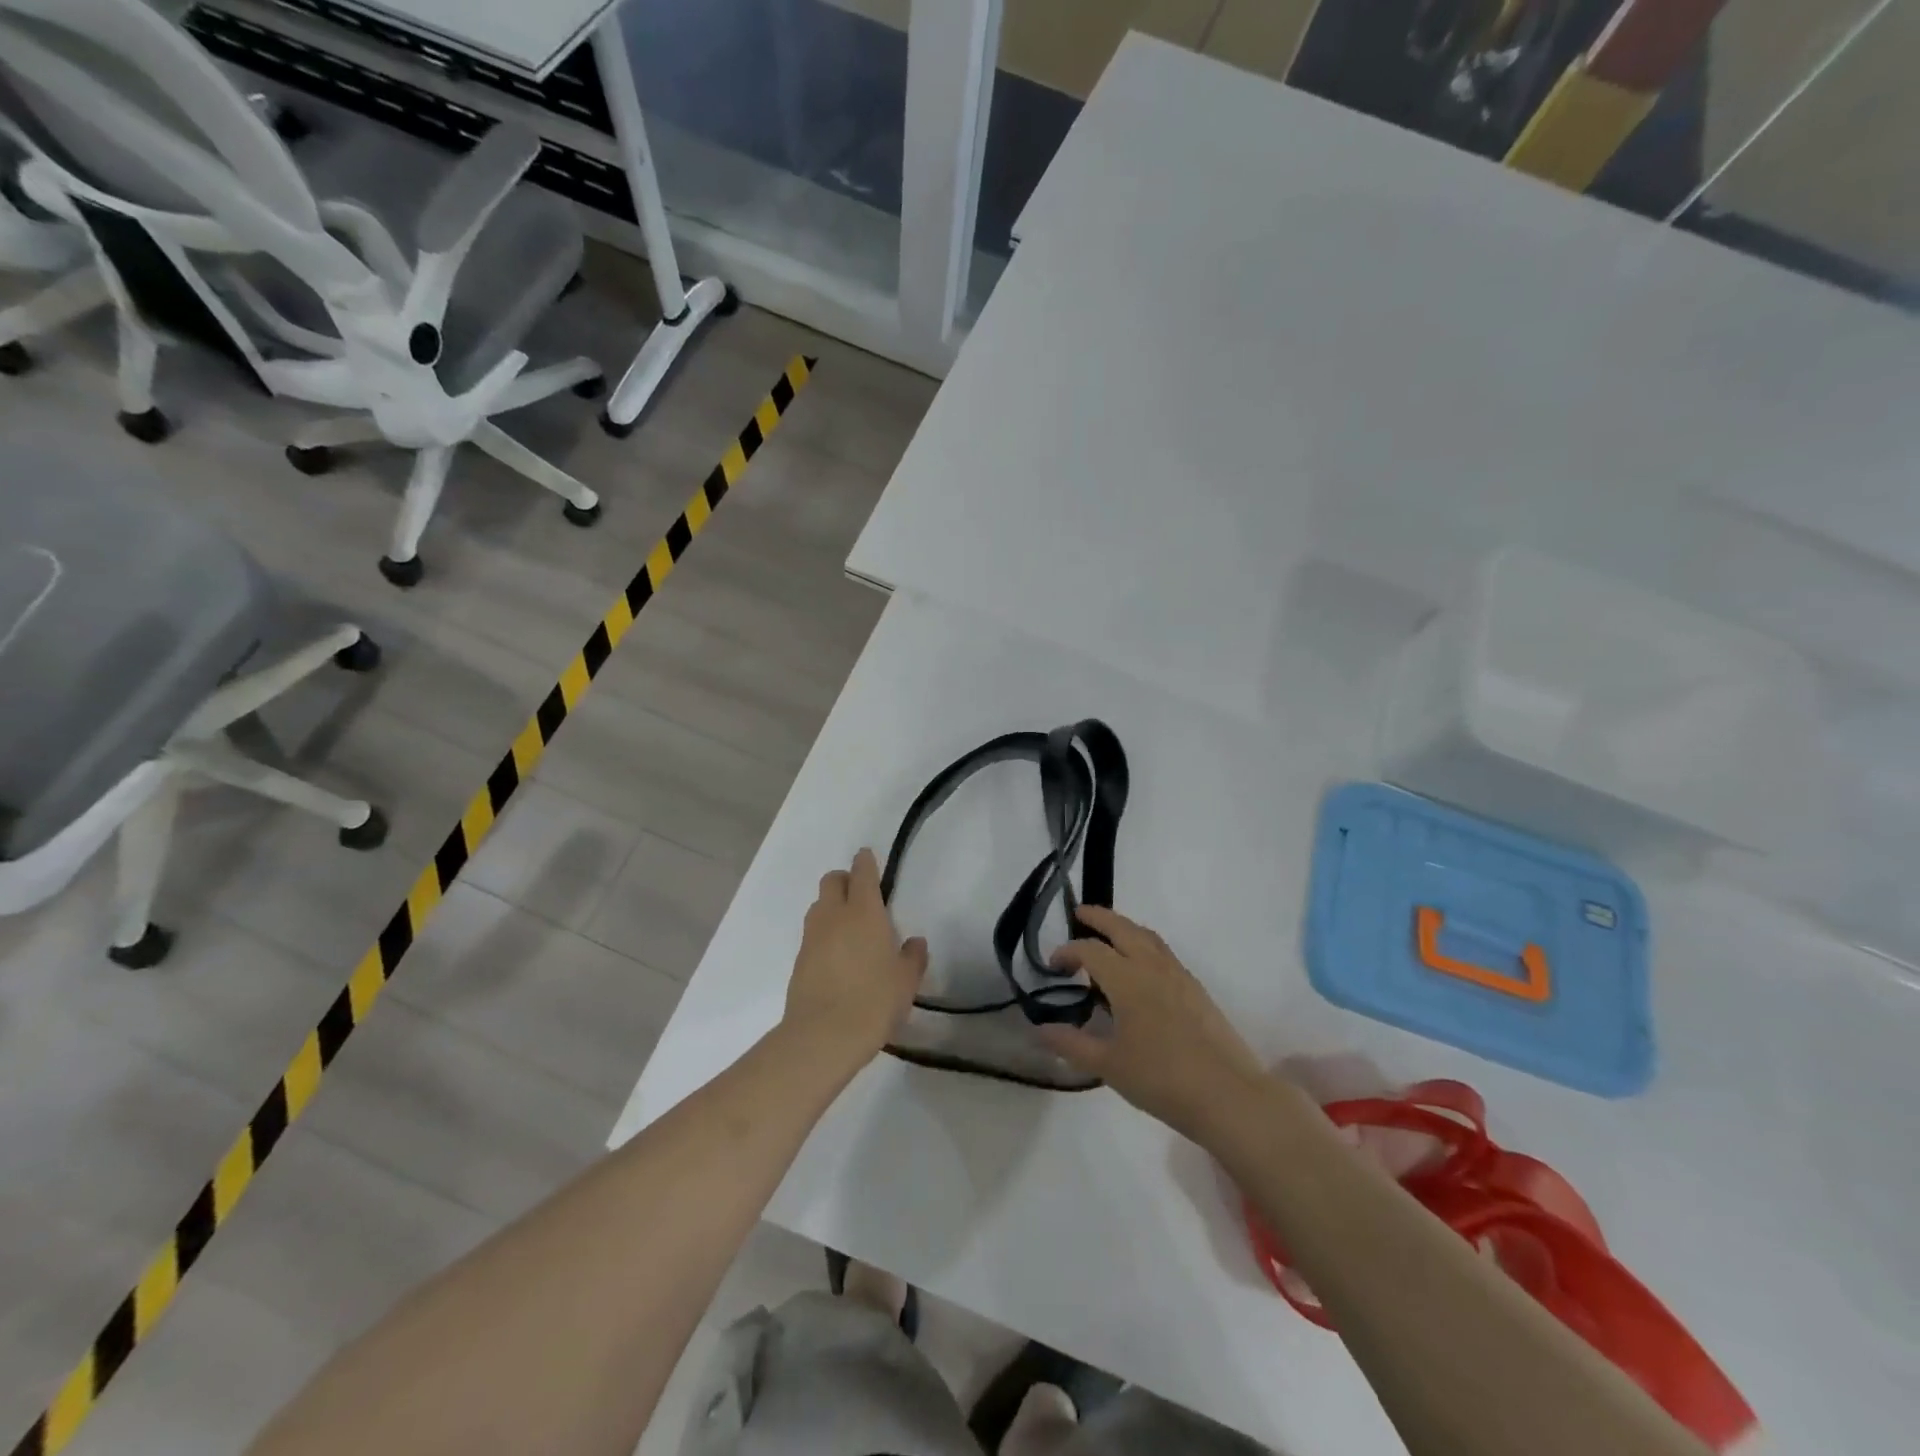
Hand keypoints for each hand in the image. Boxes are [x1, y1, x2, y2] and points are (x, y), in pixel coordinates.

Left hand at [782, 849, 927, 1071]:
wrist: (823, 1036)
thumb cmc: (874, 1001)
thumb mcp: (906, 981)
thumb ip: (912, 957)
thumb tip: (914, 943)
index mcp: (864, 912)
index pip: (862, 873)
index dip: (866, 862)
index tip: (868, 857)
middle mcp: (834, 916)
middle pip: (832, 881)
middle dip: (845, 880)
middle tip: (861, 896)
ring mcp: (812, 937)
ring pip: (819, 906)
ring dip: (832, 906)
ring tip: (850, 928)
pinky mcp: (799, 960)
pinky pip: (812, 934)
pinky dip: (824, 935)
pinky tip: (838, 956)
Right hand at [1041, 906, 1267, 1145]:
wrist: (1227, 1095)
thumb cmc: (1160, 1079)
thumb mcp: (1108, 1065)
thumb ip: (1071, 1043)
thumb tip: (1039, 1029)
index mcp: (1127, 979)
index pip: (1090, 951)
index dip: (1068, 952)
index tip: (1053, 964)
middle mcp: (1152, 967)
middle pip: (1122, 928)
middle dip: (1099, 917)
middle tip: (1080, 913)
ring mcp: (1179, 976)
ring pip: (1147, 937)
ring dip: (1125, 928)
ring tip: (1110, 934)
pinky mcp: (1196, 989)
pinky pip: (1164, 953)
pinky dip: (1145, 945)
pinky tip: (1141, 967)